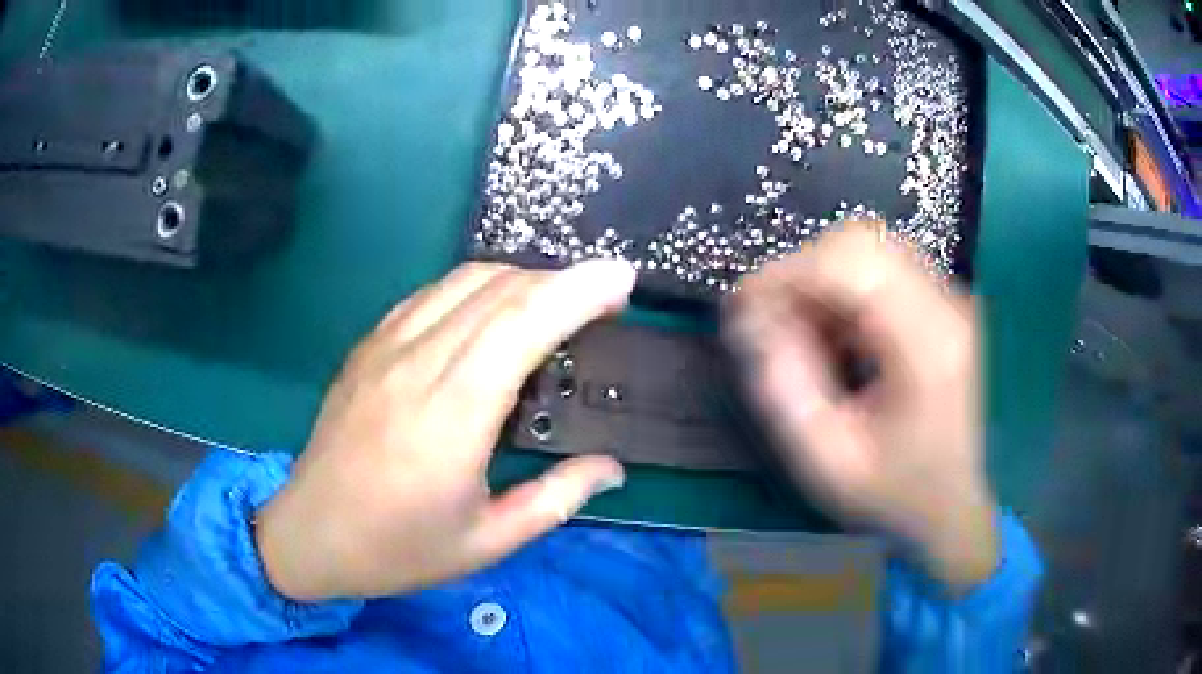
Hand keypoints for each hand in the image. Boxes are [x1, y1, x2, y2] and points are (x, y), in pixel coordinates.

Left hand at [256, 261, 634, 601]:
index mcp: (451, 416)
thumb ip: (556, 499)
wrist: (310, 533)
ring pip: (463, 280)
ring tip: (555, 302)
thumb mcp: (487, 541)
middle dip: (560, 279)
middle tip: (601, 297)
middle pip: (498, 289)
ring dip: (520, 278)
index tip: (622, 280)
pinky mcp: (368, 346)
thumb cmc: (398, 548)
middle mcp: (416, 364)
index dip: (577, 290)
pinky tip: (492, 313)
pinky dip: (476, 288)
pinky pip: (431, 295)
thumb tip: (612, 468)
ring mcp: (385, 347)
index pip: (522, 323)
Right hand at [726, 223, 997, 590]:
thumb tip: (751, 319)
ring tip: (803, 332)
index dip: (788, 272)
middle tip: (773, 321)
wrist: (954, 504)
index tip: (744, 306)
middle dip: (802, 270)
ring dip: (822, 278)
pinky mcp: (941, 303)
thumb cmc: (895, 493)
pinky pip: (881, 268)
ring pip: (870, 247)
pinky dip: (843, 289)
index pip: (852, 264)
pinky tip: (835, 336)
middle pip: (862, 241)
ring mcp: (948, 299)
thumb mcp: (826, 459)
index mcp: (926, 346)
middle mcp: (946, 306)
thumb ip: (784, 388)